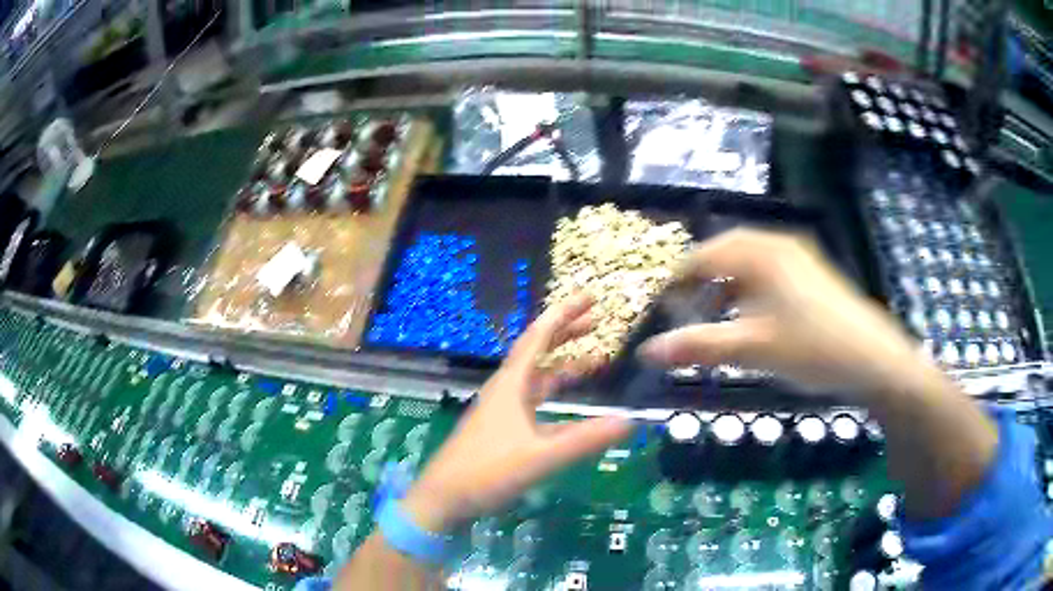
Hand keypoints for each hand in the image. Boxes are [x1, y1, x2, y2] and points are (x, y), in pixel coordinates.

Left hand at [402, 295, 632, 532]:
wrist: (444, 498)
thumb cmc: (485, 471)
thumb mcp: (539, 456)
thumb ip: (584, 440)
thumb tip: (629, 421)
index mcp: (511, 385)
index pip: (540, 336)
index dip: (565, 313)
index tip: (591, 297)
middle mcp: (506, 390)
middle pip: (539, 351)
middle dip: (567, 333)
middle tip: (597, 321)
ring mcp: (503, 410)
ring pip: (539, 378)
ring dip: (565, 366)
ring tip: (596, 361)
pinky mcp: (503, 429)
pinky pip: (536, 403)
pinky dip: (557, 397)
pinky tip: (574, 407)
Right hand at [639, 229, 930, 398]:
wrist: (873, 359)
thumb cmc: (812, 348)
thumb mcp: (752, 349)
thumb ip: (698, 347)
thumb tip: (645, 352)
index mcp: (761, 253)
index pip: (703, 255)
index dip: (675, 280)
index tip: (657, 306)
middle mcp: (778, 245)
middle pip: (725, 253)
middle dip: (699, 280)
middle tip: (681, 309)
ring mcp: (798, 259)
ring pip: (748, 263)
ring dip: (724, 285)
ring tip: (711, 315)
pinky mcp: (810, 276)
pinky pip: (768, 274)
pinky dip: (749, 292)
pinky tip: (749, 319)